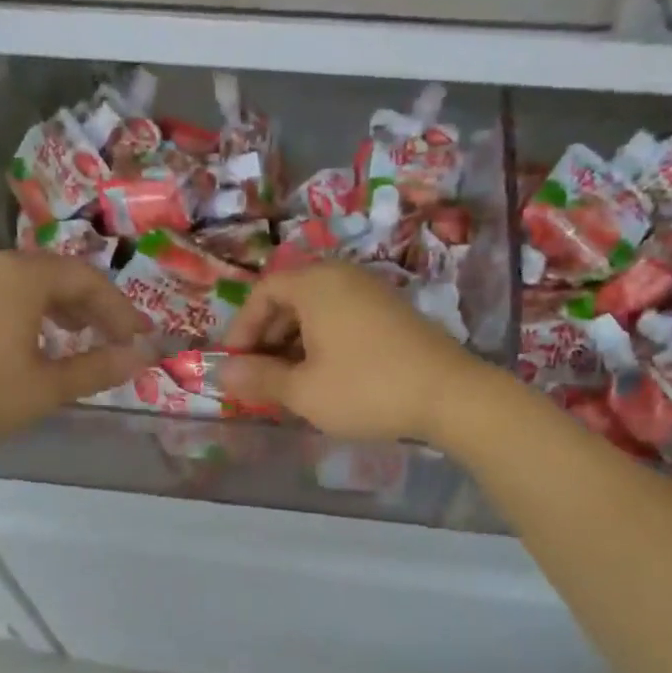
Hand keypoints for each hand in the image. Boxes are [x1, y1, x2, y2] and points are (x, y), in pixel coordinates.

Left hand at [0, 251, 151, 459]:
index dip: (121, 310)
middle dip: (93, 307)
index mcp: (23, 277)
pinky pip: (3, 295)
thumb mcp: (47, 387)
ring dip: (62, 309)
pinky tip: (33, 343)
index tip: (141, 339)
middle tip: (116, 339)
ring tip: (80, 340)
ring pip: (29, 284)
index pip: (88, 280)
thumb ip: (99, 368)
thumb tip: (144, 356)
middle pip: (58, 276)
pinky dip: (31, 313)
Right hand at [220, 264, 484, 443]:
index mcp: (316, 284)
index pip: (263, 292)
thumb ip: (258, 378)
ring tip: (289, 383)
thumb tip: (221, 372)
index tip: (235, 365)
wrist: (450, 395)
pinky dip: (323, 343)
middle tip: (260, 377)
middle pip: (290, 299)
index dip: (242, 329)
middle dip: (267, 339)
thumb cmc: (366, 388)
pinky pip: (342, 319)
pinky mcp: (393, 313)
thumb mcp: (303, 390)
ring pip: (317, 311)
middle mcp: (343, 277)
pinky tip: (325, 378)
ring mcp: (373, 293)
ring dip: (294, 344)